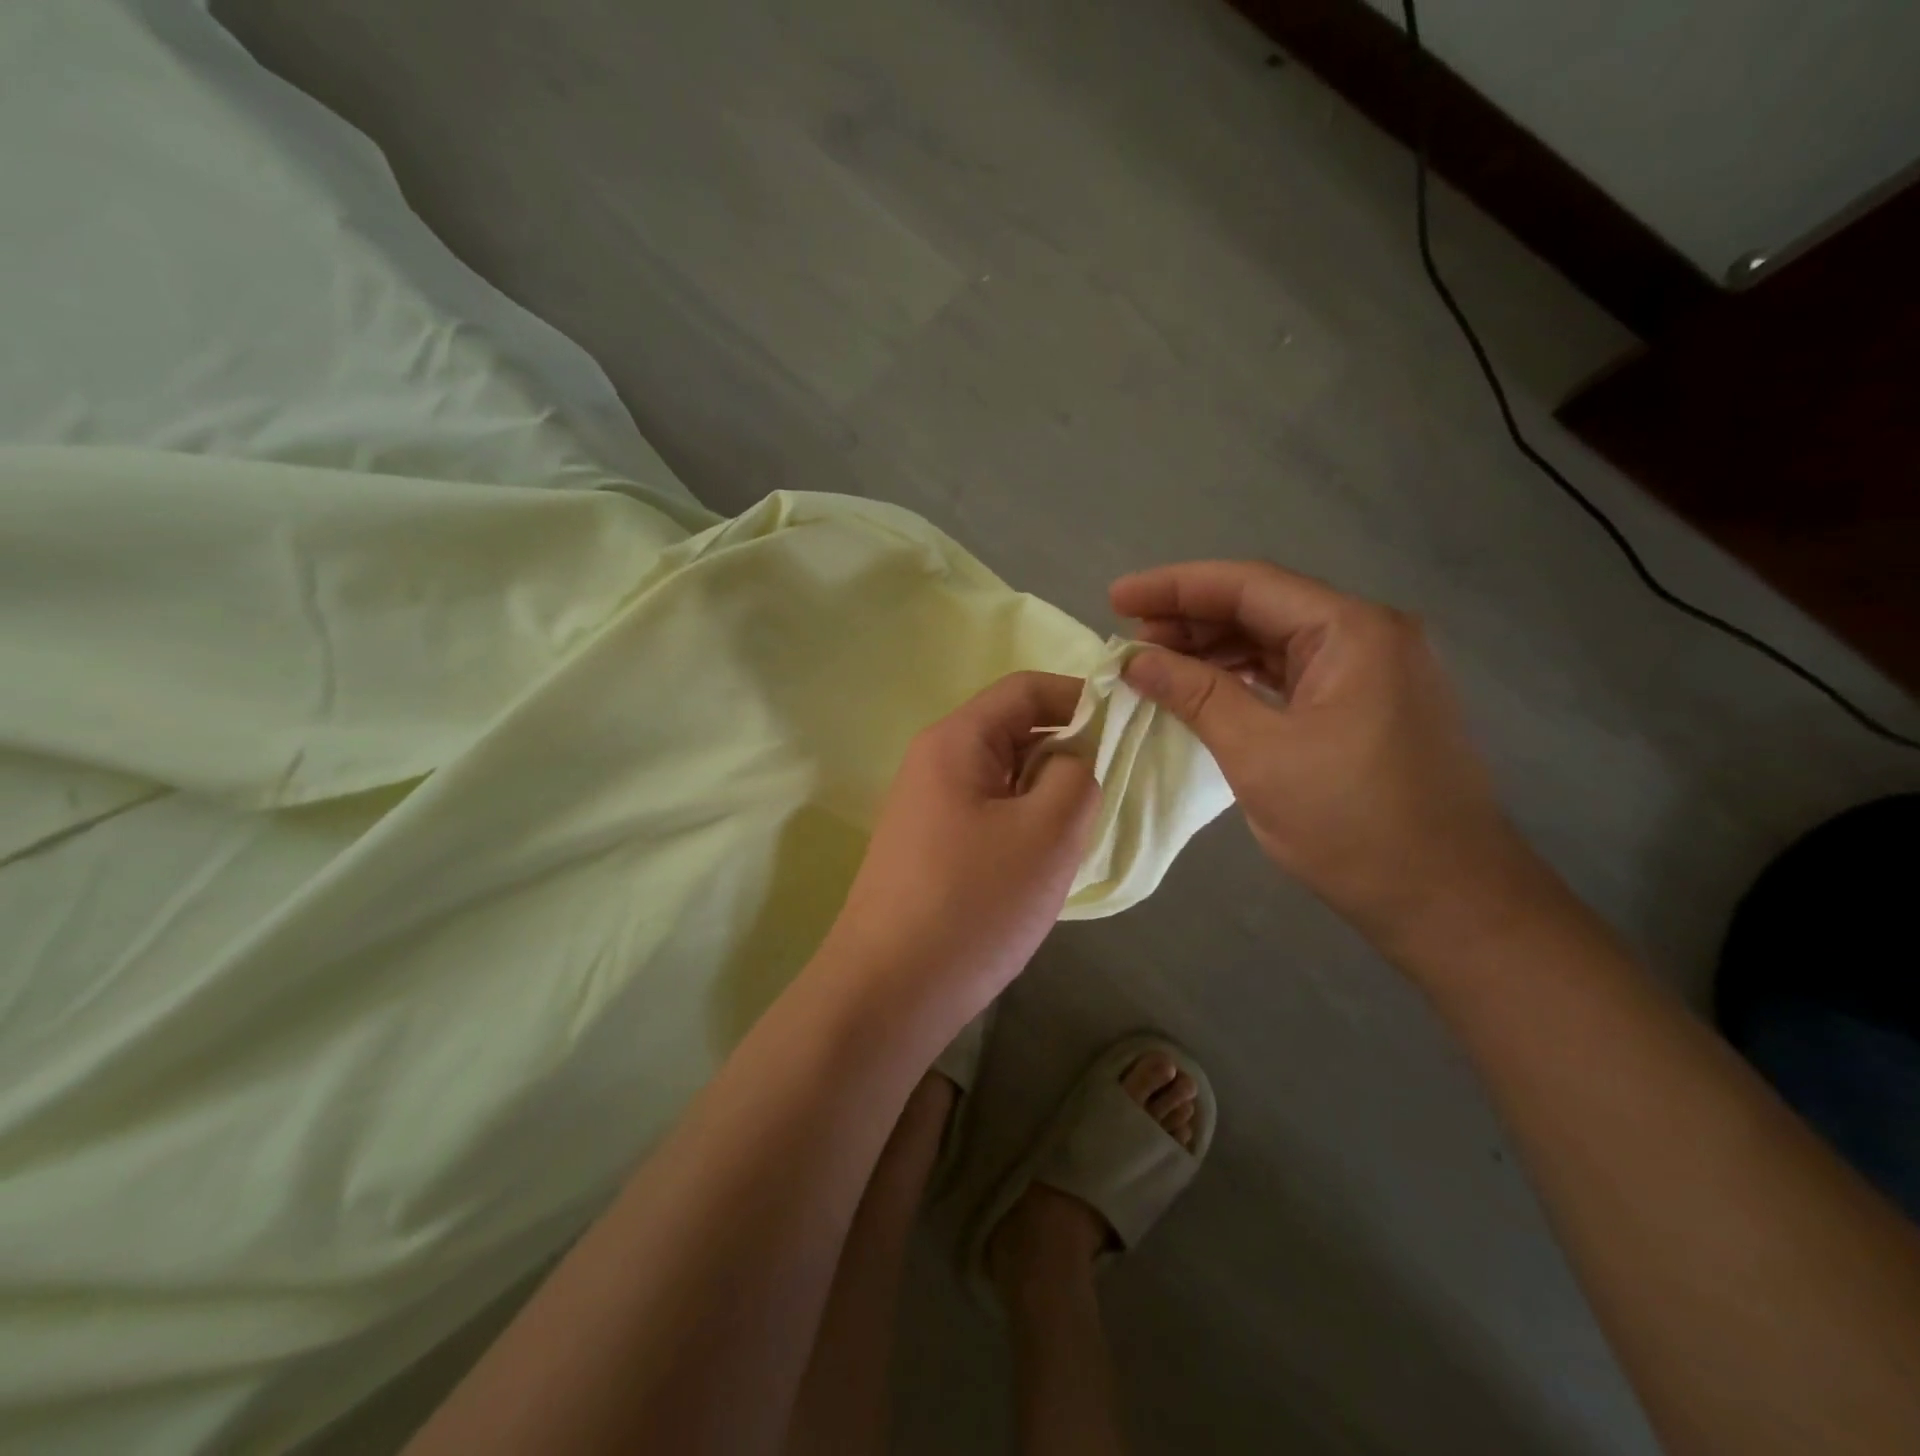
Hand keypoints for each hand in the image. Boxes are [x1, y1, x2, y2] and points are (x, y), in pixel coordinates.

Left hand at [821, 672, 1100, 1015]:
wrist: (887, 993)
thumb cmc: (973, 904)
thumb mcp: (1048, 833)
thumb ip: (1077, 776)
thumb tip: (1072, 762)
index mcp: (956, 740)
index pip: (1026, 689)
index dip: (1081, 698)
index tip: (1127, 729)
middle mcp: (934, 762)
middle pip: (1013, 731)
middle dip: (1066, 753)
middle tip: (1106, 795)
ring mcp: (926, 807)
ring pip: (1003, 778)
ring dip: (1045, 796)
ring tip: (1076, 837)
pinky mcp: (927, 847)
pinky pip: (987, 814)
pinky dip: (1022, 824)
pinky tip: (1039, 865)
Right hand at [1111, 561, 1546, 954]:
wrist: (1447, 900)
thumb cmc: (1353, 824)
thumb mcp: (1260, 754)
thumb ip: (1196, 694)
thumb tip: (1134, 659)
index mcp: (1351, 631)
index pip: (1248, 585)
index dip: (1175, 586)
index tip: (1115, 598)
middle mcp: (1367, 635)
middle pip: (1263, 606)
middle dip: (1190, 618)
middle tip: (1128, 638)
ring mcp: (1371, 671)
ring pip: (1275, 640)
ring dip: (1213, 648)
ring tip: (1154, 663)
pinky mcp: (1366, 706)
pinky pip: (1291, 673)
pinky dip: (1242, 677)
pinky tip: (1203, 688)